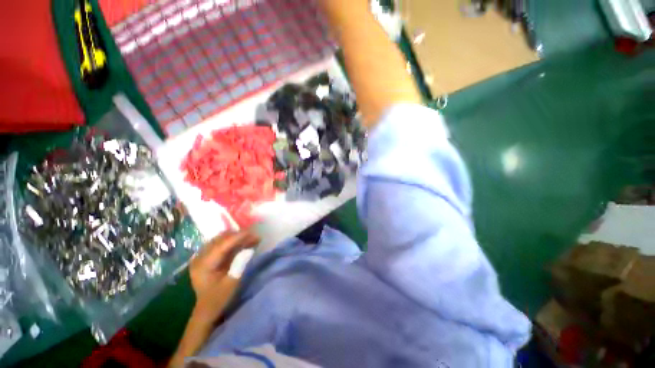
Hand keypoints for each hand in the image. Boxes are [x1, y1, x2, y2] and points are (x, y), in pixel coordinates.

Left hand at [189, 229, 259, 317]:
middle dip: (238, 236)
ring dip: (236, 237)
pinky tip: (242, 243)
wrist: (206, 308)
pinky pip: (219, 243)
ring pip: (220, 239)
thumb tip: (249, 249)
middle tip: (254, 237)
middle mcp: (200, 257)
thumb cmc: (219, 298)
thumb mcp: (232, 283)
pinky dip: (231, 241)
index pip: (222, 245)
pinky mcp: (205, 256)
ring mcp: (201, 255)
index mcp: (204, 265)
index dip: (238, 237)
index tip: (253, 233)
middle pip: (220, 239)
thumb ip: (240, 264)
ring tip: (250, 239)